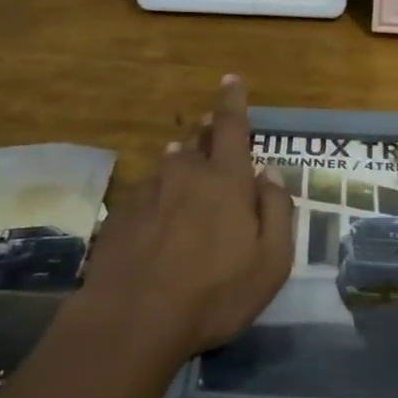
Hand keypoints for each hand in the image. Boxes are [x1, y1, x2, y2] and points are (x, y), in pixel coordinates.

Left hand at [80, 76, 295, 356]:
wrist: (132, 319)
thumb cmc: (214, 293)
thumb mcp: (270, 262)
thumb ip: (277, 211)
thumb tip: (269, 174)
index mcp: (225, 181)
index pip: (232, 127)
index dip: (233, 101)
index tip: (230, 79)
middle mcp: (185, 174)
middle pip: (198, 143)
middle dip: (208, 133)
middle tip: (212, 130)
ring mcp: (148, 192)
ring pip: (170, 166)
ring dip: (182, 162)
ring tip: (186, 167)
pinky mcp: (121, 214)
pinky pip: (147, 192)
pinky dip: (158, 194)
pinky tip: (158, 216)